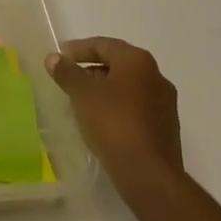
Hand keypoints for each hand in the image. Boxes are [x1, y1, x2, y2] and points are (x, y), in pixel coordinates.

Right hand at [46, 37, 183, 188]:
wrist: (150, 176)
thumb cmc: (114, 124)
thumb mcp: (82, 94)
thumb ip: (66, 72)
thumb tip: (53, 58)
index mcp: (137, 61)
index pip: (103, 45)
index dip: (78, 50)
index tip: (59, 58)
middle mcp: (156, 76)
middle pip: (117, 65)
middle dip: (91, 71)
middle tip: (69, 80)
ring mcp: (165, 104)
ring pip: (128, 88)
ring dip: (104, 91)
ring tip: (82, 103)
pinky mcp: (166, 128)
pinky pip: (136, 108)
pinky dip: (117, 108)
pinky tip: (101, 123)